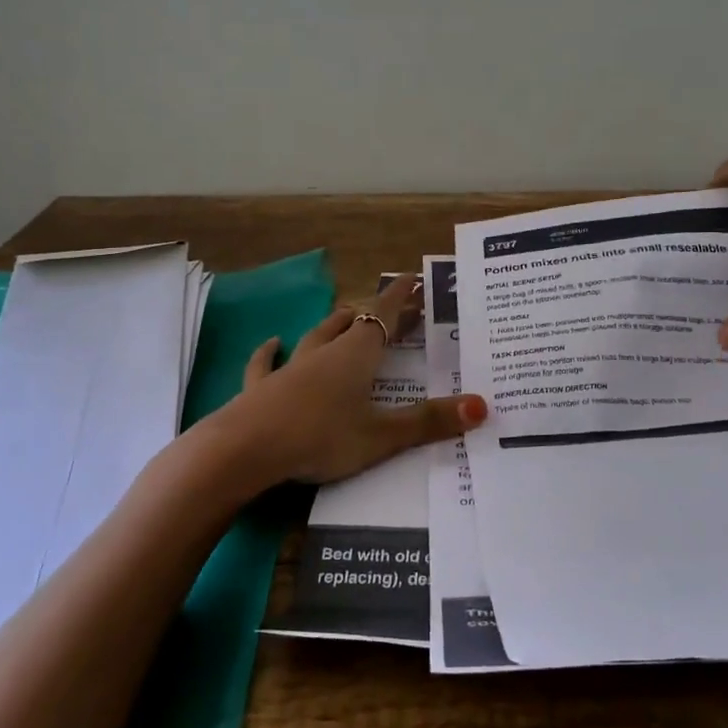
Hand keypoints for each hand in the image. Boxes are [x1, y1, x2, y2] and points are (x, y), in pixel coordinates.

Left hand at [216, 273, 486, 485]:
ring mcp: (291, 368)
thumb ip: (429, 423)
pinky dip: (271, 351)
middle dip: (379, 314)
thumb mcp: (381, 436)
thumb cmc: (320, 437)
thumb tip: (482, 407)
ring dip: (336, 324)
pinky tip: (272, 342)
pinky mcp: (263, 388)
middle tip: (400, 308)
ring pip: (318, 336)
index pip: (385, 317)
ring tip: (348, 313)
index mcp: (357, 357)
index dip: (402, 298)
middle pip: (357, 324)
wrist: (244, 449)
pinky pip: (268, 362)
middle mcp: (325, 353)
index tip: (414, 278)